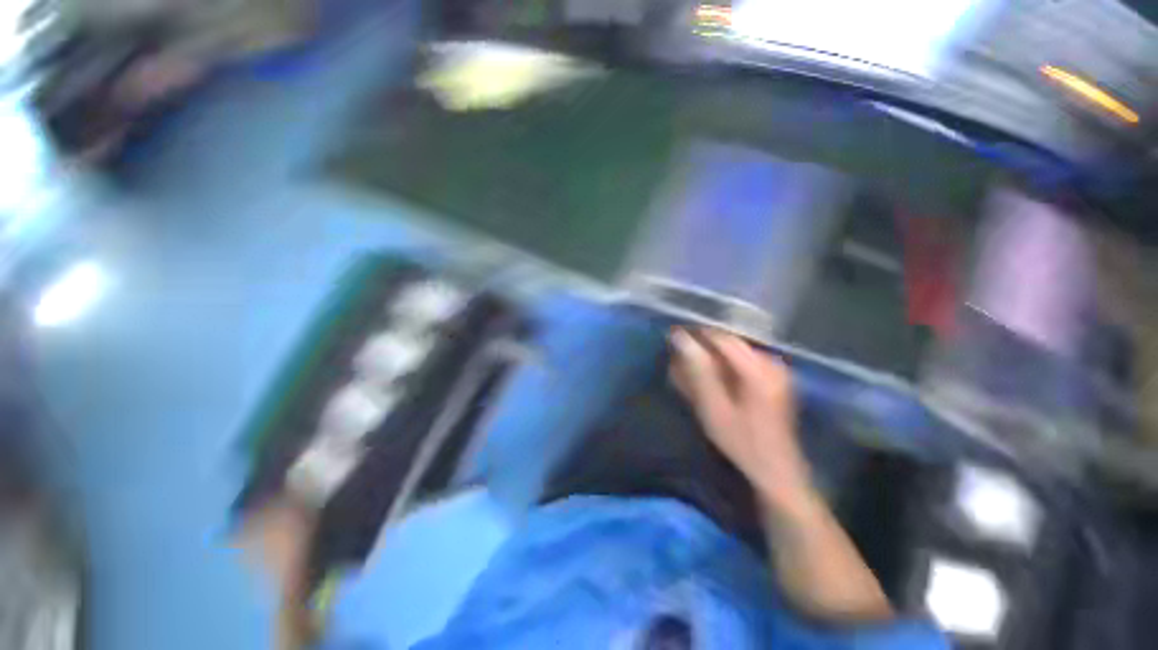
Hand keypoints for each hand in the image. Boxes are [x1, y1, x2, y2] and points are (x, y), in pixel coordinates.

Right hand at [669, 328, 814, 513]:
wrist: (776, 472)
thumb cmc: (742, 442)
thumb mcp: (714, 408)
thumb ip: (697, 371)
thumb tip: (680, 337)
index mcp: (759, 369)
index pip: (721, 337)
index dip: (695, 335)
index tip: (672, 338)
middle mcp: (770, 362)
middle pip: (728, 343)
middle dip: (702, 349)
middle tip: (678, 361)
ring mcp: (775, 370)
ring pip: (732, 353)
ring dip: (710, 359)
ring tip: (689, 373)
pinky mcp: (773, 378)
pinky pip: (741, 363)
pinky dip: (722, 369)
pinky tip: (709, 382)